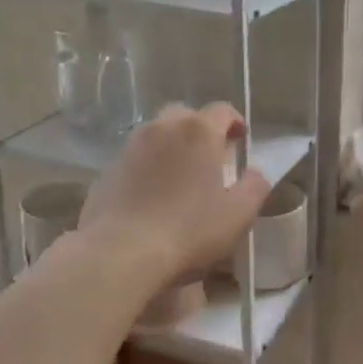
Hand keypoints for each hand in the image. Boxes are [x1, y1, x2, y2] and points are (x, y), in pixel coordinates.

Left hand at [79, 103, 270, 287]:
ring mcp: (130, 147)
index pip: (222, 110)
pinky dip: (147, 168)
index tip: (240, 141)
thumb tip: (255, 173)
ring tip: (180, 176)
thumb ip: (254, 187)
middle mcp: (163, 128)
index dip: (234, 122)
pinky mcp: (107, 171)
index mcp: (199, 132)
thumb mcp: (238, 214)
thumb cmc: (189, 230)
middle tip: (210, 156)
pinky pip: (134, 160)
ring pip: (156, 134)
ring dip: (171, 147)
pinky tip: (151, 197)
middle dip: (200, 130)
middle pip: (186, 116)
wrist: (120, 253)